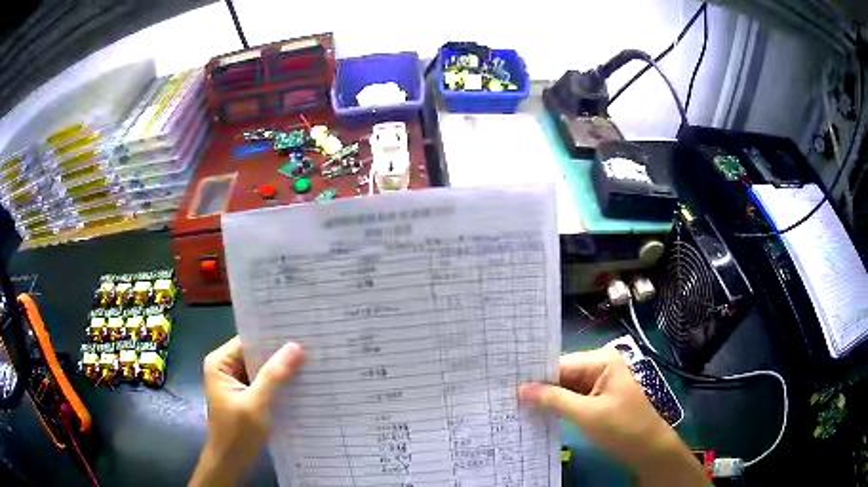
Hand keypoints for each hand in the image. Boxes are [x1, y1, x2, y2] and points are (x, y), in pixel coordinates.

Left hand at [190, 337, 304, 486]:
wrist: (231, 463)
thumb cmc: (238, 433)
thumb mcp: (256, 404)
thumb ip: (274, 376)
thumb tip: (295, 347)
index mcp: (219, 363)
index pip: (248, 341)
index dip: (272, 338)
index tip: (300, 334)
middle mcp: (225, 367)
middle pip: (255, 354)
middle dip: (279, 354)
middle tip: (311, 347)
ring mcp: (234, 382)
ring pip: (261, 368)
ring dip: (281, 369)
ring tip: (310, 362)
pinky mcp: (244, 395)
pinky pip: (263, 382)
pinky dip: (278, 383)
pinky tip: (299, 383)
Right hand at [519, 349, 706, 486]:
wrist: (649, 450)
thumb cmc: (622, 428)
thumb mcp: (586, 414)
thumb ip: (553, 399)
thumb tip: (519, 389)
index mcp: (601, 360)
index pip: (560, 363)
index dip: (534, 376)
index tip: (504, 384)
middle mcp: (600, 367)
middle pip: (562, 374)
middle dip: (538, 388)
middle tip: (505, 397)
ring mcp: (600, 384)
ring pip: (566, 388)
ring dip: (546, 399)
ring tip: (514, 406)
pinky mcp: (599, 400)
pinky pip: (573, 399)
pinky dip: (558, 407)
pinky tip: (537, 414)